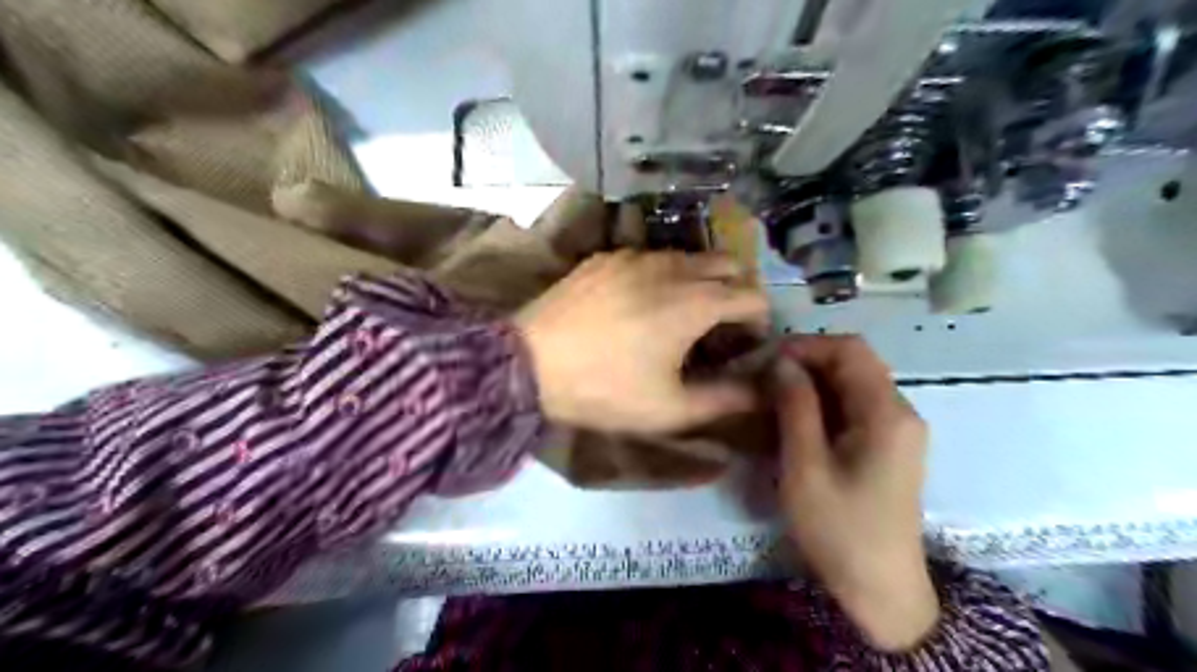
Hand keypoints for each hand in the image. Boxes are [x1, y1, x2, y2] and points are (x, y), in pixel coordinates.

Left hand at [514, 249, 766, 431]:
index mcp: (696, 301)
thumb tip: (762, 391)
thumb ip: (725, 399)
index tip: (744, 345)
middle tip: (718, 326)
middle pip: (728, 264)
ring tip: (680, 313)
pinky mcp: (606, 256)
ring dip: (699, 280)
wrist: (530, 363)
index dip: (758, 321)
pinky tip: (640, 302)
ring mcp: (636, 255)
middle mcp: (673, 267)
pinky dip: (661, 274)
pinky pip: (649, 256)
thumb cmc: (605, 389)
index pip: (753, 296)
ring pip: (688, 256)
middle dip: (736, 291)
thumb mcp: (670, 408)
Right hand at [771, 336, 938, 650]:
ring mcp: (899, 429)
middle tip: (764, 379)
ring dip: (814, 381)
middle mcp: (901, 411)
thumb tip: (782, 362)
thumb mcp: (805, 467)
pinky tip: (797, 419)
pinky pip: (856, 406)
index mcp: (887, 413)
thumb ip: (796, 407)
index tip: (766, 360)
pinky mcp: (890, 445)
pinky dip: (824, 402)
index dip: (807, 345)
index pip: (850, 349)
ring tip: (773, 397)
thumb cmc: (839, 529)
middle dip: (807, 361)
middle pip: (855, 362)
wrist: (881, 588)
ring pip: (854, 383)